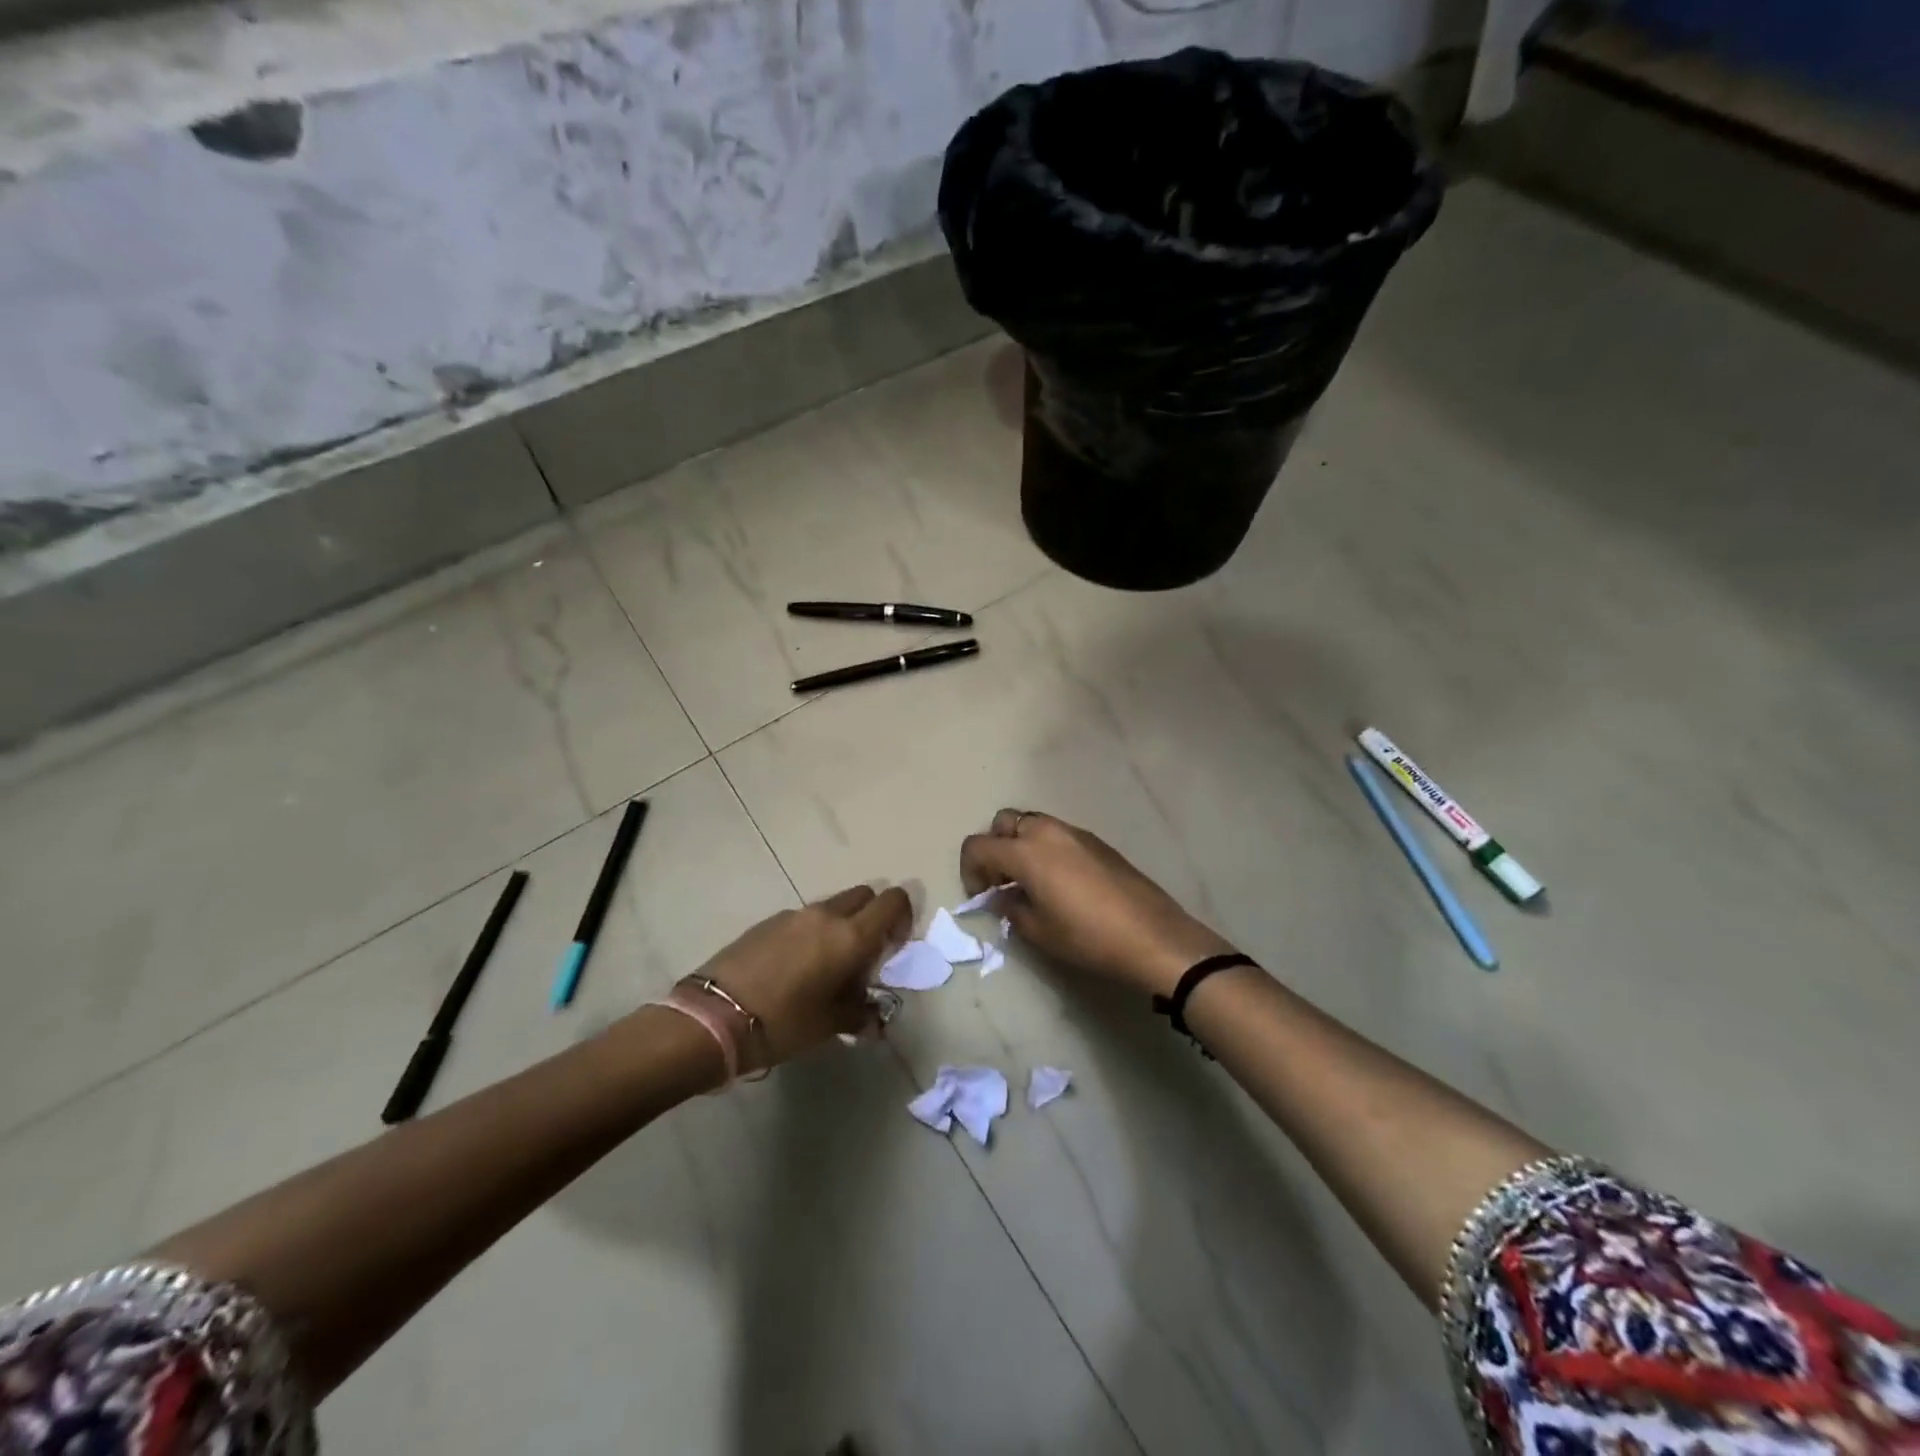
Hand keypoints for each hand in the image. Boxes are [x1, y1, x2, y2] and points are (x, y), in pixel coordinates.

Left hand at [696, 885, 911, 1067]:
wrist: (713, 1018)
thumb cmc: (783, 1022)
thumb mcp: (829, 1025)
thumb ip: (860, 1014)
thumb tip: (875, 1017)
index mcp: (850, 936)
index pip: (892, 901)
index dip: (902, 917)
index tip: (893, 947)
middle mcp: (825, 915)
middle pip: (864, 895)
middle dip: (872, 917)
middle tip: (864, 955)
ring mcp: (794, 915)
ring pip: (833, 907)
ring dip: (841, 926)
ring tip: (828, 967)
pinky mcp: (767, 922)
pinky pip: (804, 918)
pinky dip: (813, 933)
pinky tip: (796, 969)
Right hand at [959, 810, 1237, 997]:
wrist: (1151, 935)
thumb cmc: (1087, 937)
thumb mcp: (1038, 931)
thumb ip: (1011, 908)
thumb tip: (1003, 897)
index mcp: (1026, 851)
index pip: (978, 845)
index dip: (969, 870)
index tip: (981, 896)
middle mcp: (1046, 831)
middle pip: (1003, 822)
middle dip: (994, 847)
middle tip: (1000, 881)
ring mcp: (1074, 832)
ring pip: (1032, 823)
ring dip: (1019, 844)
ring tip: (1028, 881)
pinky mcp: (1095, 841)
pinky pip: (1057, 834)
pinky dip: (1044, 848)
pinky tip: (1058, 881)